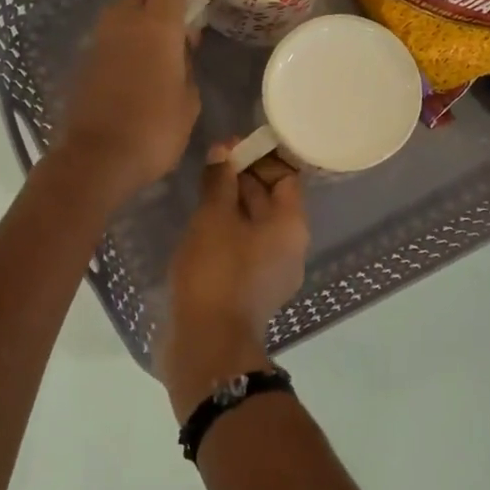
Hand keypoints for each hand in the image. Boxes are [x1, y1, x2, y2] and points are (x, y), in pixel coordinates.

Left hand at [56, 0, 200, 201]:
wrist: (97, 159)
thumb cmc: (154, 131)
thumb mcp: (188, 102)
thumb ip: (187, 66)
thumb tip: (179, 52)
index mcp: (157, 26)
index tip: (197, 0)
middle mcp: (124, 21)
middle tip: (179, 22)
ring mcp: (100, 39)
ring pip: (122, 8)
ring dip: (140, 15)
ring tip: (158, 47)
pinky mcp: (85, 59)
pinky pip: (109, 34)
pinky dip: (124, 38)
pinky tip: (136, 67)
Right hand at [162, 149, 308, 420]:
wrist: (208, 344)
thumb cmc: (216, 273)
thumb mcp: (213, 218)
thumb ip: (219, 181)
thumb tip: (223, 151)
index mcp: (291, 226)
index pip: (287, 177)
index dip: (262, 157)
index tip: (231, 145)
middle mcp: (289, 247)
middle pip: (271, 200)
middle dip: (244, 177)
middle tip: (211, 160)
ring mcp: (271, 271)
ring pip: (254, 225)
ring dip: (231, 203)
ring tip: (201, 186)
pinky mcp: (249, 289)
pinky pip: (243, 247)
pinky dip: (226, 230)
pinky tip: (199, 223)